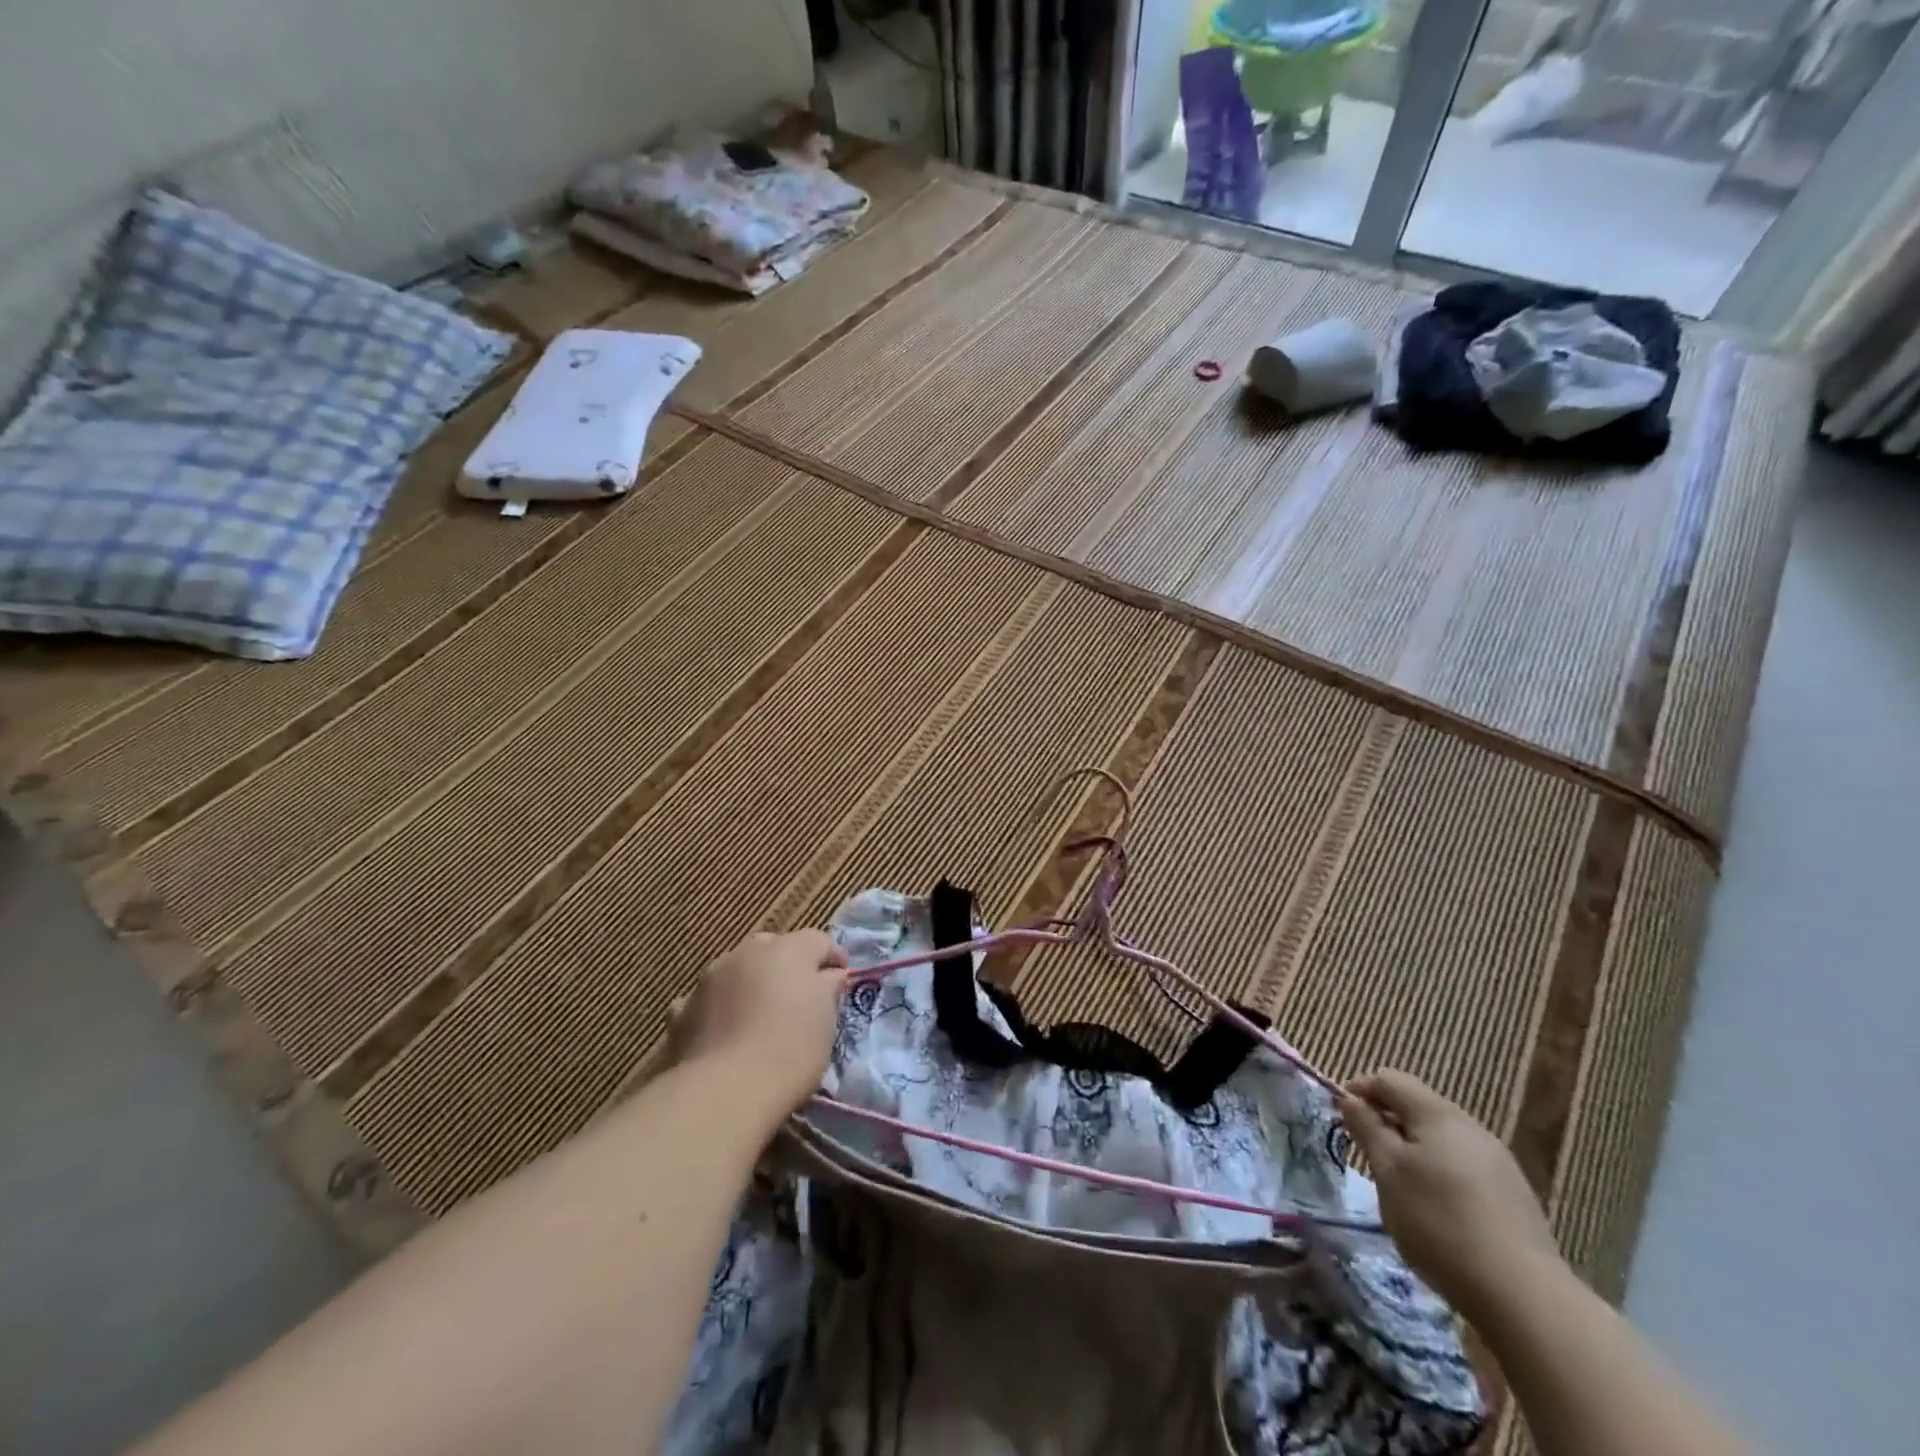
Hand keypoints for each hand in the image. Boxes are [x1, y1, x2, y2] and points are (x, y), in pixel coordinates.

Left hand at [669, 931, 847, 1112]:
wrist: (725, 1090)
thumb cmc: (791, 1048)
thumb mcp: (827, 1021)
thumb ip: (829, 989)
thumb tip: (830, 976)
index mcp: (788, 949)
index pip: (818, 940)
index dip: (832, 957)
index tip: (841, 980)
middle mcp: (747, 953)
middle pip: (773, 947)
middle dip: (786, 965)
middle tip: (798, 995)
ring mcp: (710, 979)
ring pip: (736, 970)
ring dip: (749, 983)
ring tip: (758, 1015)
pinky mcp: (682, 1010)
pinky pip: (706, 1000)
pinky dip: (716, 1008)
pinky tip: (721, 1031)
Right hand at [1338, 1070, 1560, 1321]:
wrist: (1524, 1297)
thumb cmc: (1438, 1222)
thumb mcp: (1387, 1172)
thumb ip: (1366, 1128)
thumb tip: (1351, 1099)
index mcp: (1437, 1113)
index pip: (1389, 1079)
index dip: (1360, 1090)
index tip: (1343, 1119)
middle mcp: (1471, 1127)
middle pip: (1417, 1106)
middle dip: (1387, 1122)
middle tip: (1369, 1155)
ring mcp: (1498, 1162)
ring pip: (1442, 1138)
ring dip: (1414, 1150)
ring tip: (1401, 1186)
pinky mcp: (1514, 1195)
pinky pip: (1464, 1166)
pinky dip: (1441, 1174)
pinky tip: (1440, 1211)